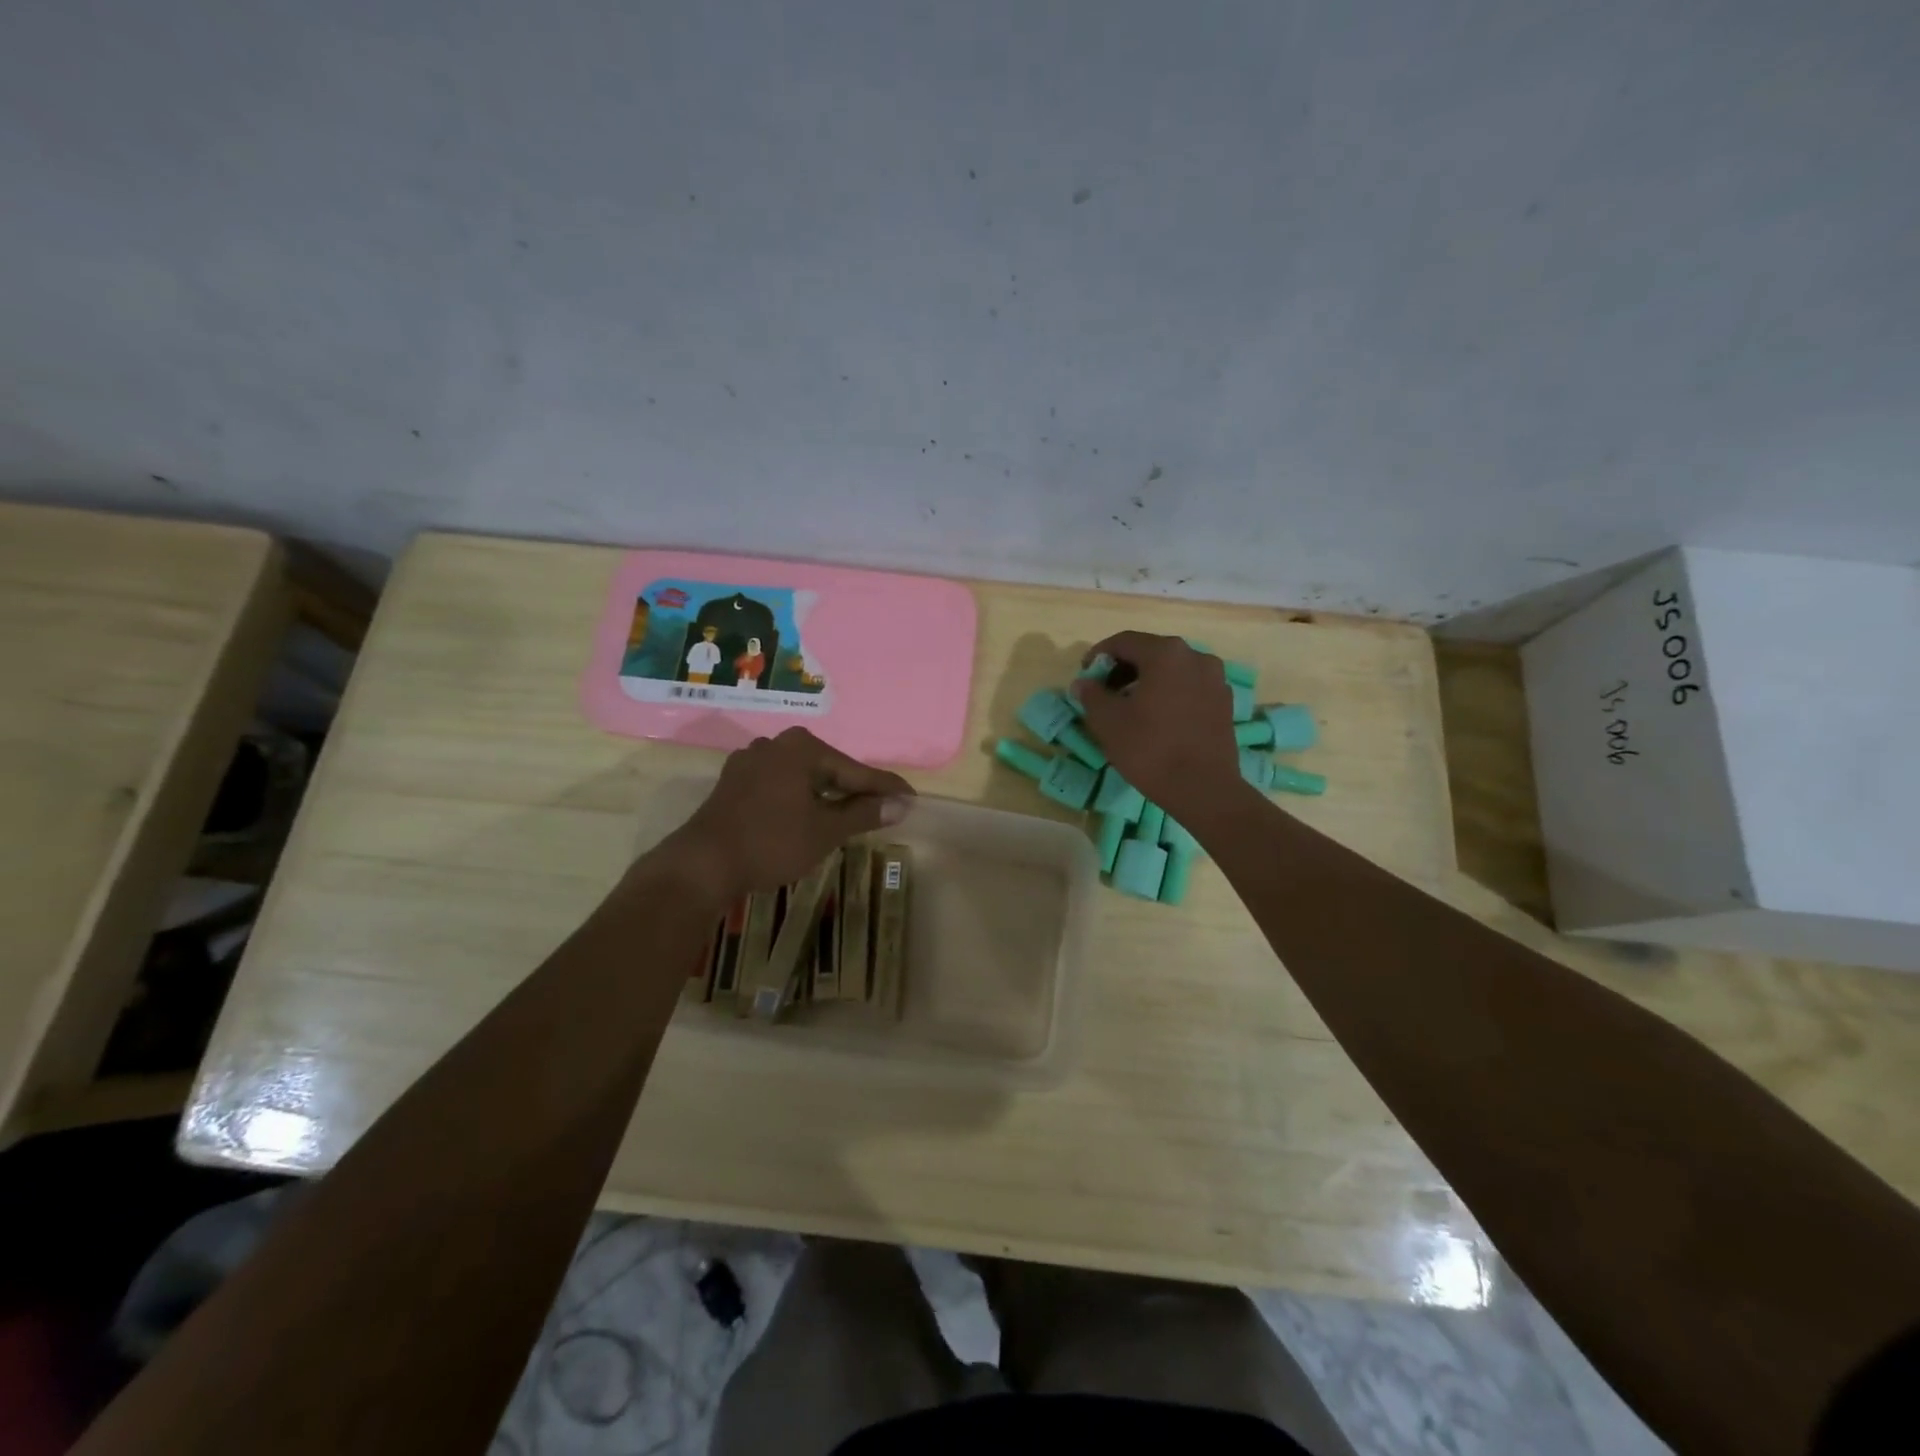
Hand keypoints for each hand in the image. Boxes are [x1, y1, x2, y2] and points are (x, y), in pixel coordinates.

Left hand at [656, 727, 913, 904]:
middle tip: (883, 808)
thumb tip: (903, 804)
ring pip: (803, 777)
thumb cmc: (771, 843)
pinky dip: (800, 798)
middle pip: (829, 768)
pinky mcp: (735, 781)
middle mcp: (776, 744)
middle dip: (855, 789)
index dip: (885, 788)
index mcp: (802, 748)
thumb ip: (865, 813)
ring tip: (851, 814)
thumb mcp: (826, 830)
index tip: (911, 799)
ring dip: (827, 795)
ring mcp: (750, 761)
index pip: (855, 769)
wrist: (703, 864)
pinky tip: (810, 815)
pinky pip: (780, 784)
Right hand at [1069, 632, 1242, 817]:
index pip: (1123, 642)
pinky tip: (1157, 719)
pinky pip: (1189, 687)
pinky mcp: (1225, 702)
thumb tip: (1084, 683)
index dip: (1098, 655)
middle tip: (1104, 692)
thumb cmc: (1150, 749)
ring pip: (1172, 670)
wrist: (1203, 789)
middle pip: (1150, 653)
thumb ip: (1091, 695)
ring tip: (1130, 707)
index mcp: (1165, 653)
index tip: (1085, 676)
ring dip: (1147, 681)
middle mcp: (1195, 656)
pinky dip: (1169, 694)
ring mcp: (1215, 679)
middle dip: (1123, 669)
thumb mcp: (1108, 722)